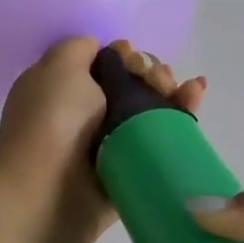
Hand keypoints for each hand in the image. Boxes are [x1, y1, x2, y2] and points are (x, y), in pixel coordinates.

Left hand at [0, 37, 205, 241]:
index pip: (104, 63)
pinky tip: (195, 99)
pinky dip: (180, 119)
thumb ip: (80, 47)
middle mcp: (84, 115)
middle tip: (158, 81)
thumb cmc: (52, 122)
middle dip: (152, 73)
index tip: (131, 58)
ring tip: (184, 90)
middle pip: (132, 85)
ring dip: (171, 92)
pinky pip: (160, 140)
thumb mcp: (58, 66)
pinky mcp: (132, 171)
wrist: (48, 194)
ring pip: (150, 111)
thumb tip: (104, 52)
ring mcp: (109, 144)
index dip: (125, 55)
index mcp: (61, 88)